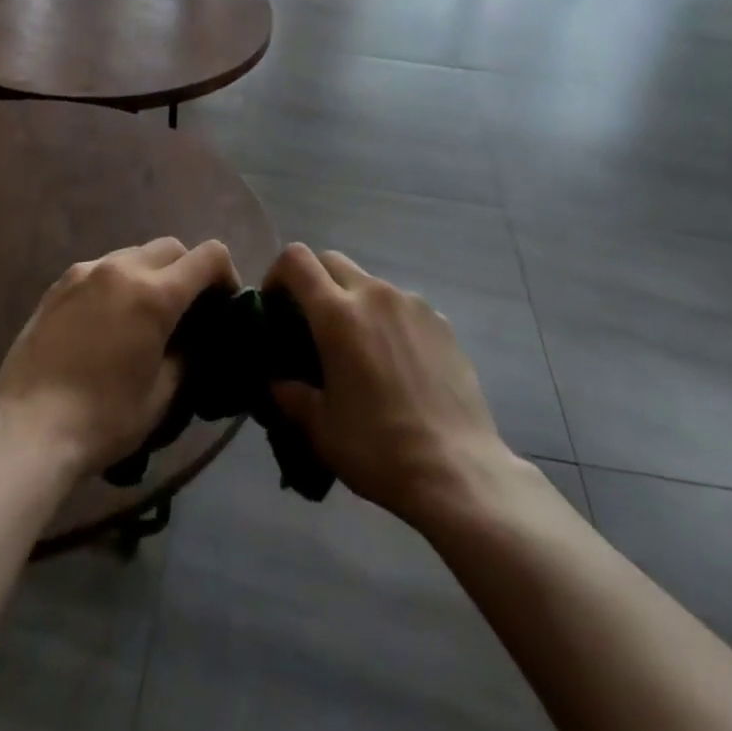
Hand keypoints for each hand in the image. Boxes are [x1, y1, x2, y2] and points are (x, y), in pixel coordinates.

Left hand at [0, 238, 237, 479]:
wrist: (27, 430)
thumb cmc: (103, 419)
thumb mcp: (162, 395)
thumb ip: (187, 355)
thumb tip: (194, 338)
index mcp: (155, 294)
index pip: (209, 256)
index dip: (226, 274)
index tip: (224, 303)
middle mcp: (122, 268)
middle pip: (171, 247)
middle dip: (188, 270)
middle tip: (187, 310)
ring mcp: (85, 272)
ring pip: (134, 254)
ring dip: (152, 273)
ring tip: (144, 314)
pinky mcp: (59, 284)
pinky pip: (102, 268)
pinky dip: (118, 282)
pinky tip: (108, 320)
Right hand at [267, 244, 509, 527]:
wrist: (457, 471)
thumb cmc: (377, 448)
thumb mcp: (320, 427)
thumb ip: (290, 394)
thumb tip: (276, 381)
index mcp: (337, 314)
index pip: (296, 259)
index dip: (277, 273)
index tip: (274, 304)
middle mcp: (374, 295)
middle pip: (332, 261)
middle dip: (314, 282)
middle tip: (310, 324)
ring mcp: (413, 305)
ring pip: (369, 284)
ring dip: (353, 302)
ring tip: (358, 350)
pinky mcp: (442, 322)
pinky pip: (403, 307)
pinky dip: (388, 321)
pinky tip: (397, 365)